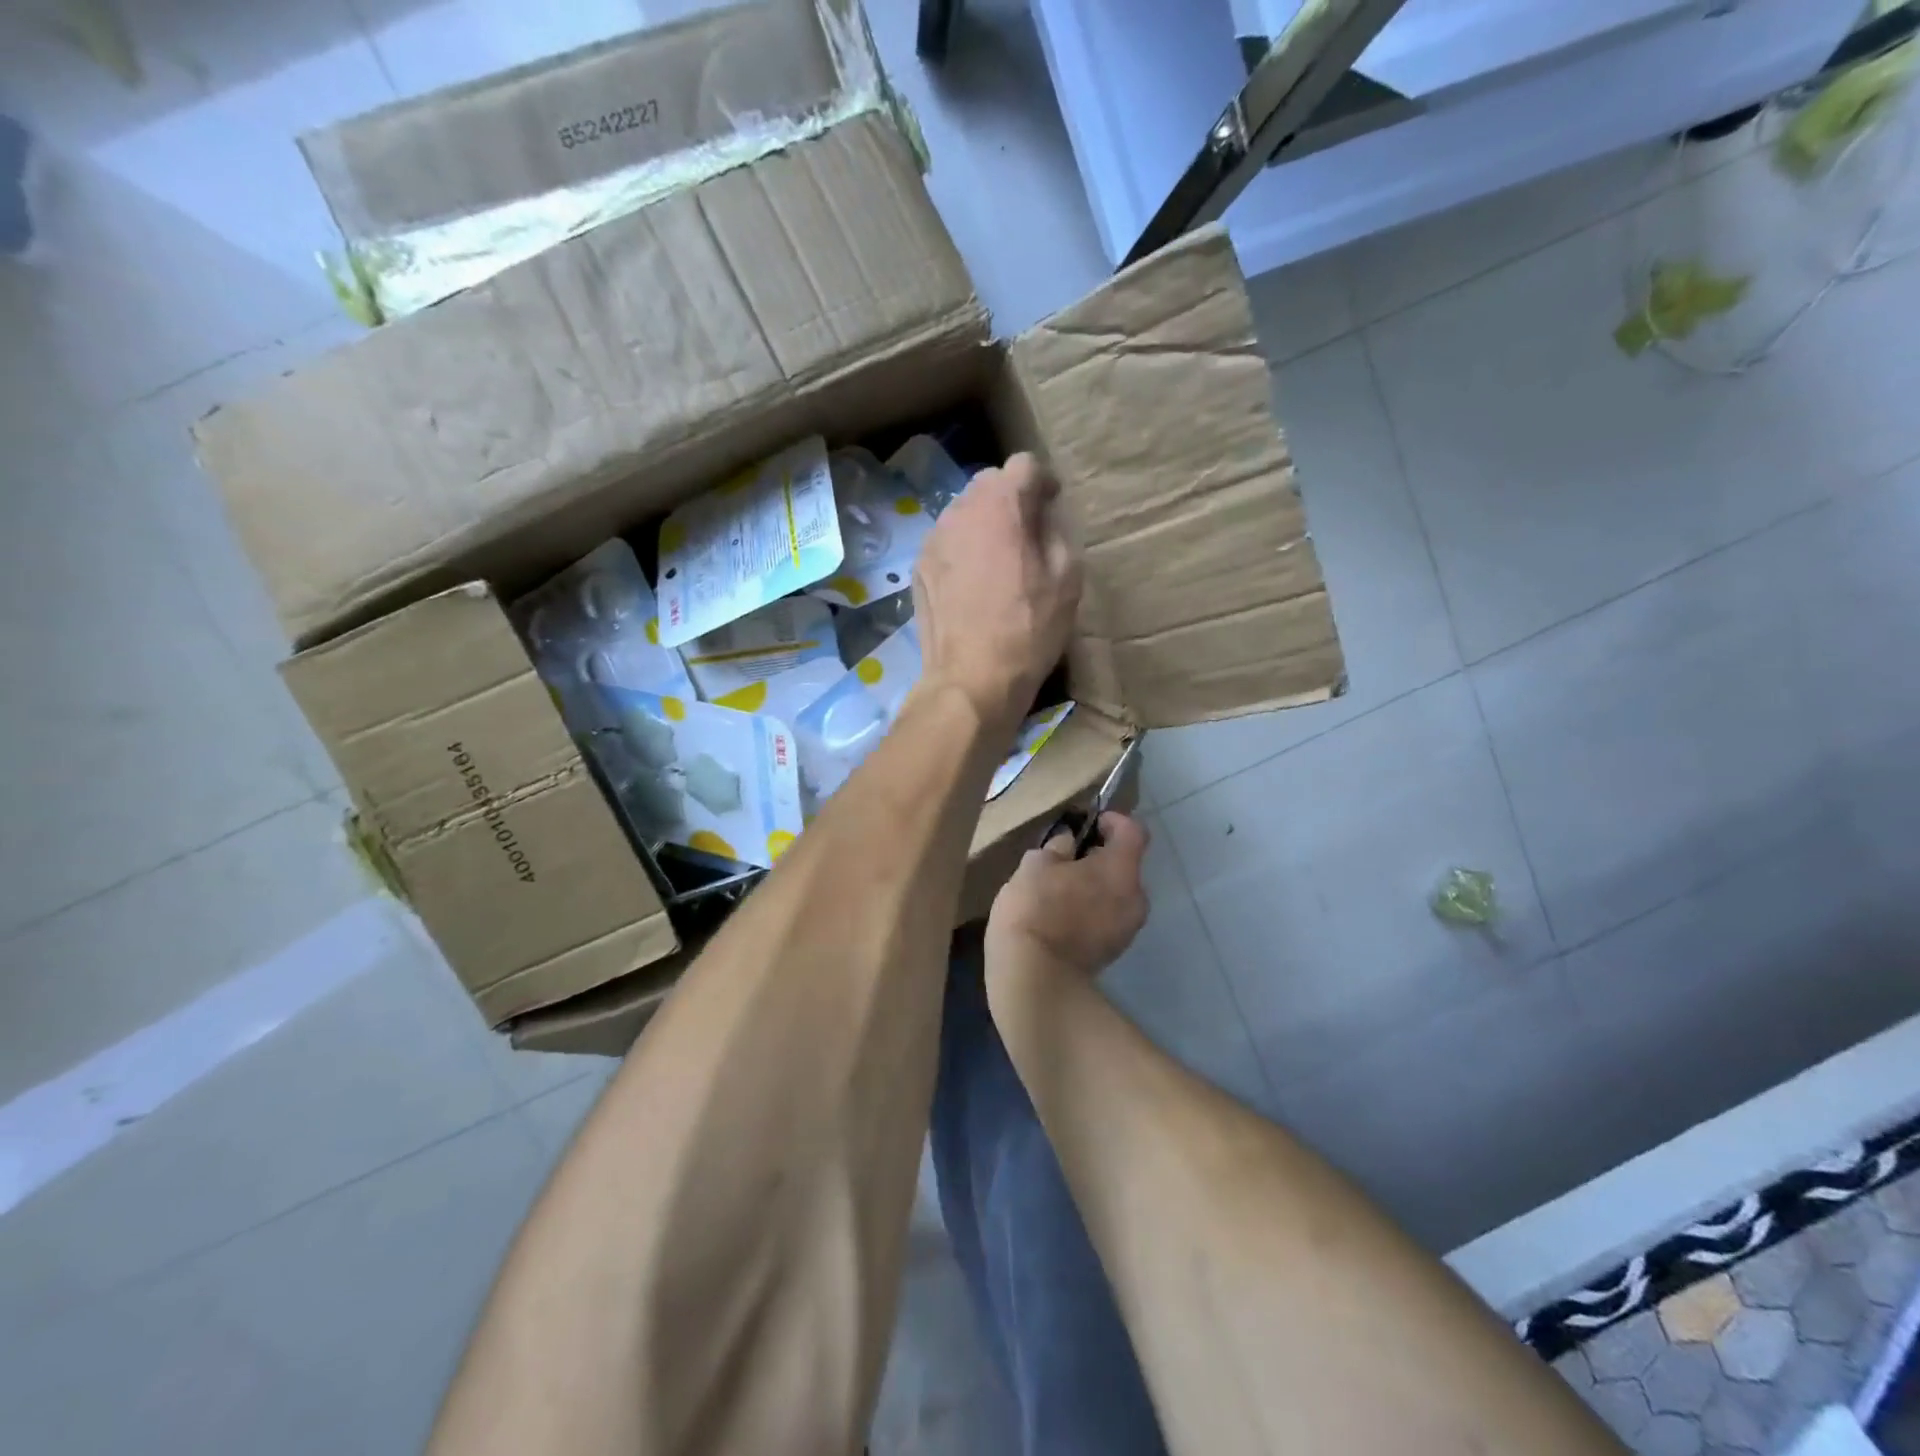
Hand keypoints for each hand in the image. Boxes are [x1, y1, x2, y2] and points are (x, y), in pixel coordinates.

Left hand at [912, 453, 1081, 737]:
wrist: (972, 679)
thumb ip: (1056, 531)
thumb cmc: (1028, 629)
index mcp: (1001, 505)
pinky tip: (974, 584)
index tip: (1051, 506)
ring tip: (999, 560)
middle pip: (988, 484)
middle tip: (1027, 533)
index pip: (1024, 464)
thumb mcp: (1067, 578)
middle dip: (1010, 499)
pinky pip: (946, 542)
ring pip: (963, 512)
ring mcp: (933, 539)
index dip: (1043, 482)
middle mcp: (960, 510)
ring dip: (984, 524)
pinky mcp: (918, 567)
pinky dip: (963, 549)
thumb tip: (1043, 515)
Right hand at [986, 814, 1150, 991]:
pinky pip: (1106, 918)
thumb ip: (1057, 847)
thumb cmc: (1035, 909)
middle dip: (1099, 858)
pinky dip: (1090, 911)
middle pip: (1124, 865)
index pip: (1133, 831)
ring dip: (1094, 887)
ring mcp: (1127, 929)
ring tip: (1058, 891)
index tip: (1088, 823)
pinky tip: (1059, 918)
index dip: (1113, 821)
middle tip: (1064, 860)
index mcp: (1121, 869)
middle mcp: (1135, 897)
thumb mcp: (1035, 865)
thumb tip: (1068, 842)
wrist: (1035, 978)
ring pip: (1115, 894)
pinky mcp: (1113, 953)